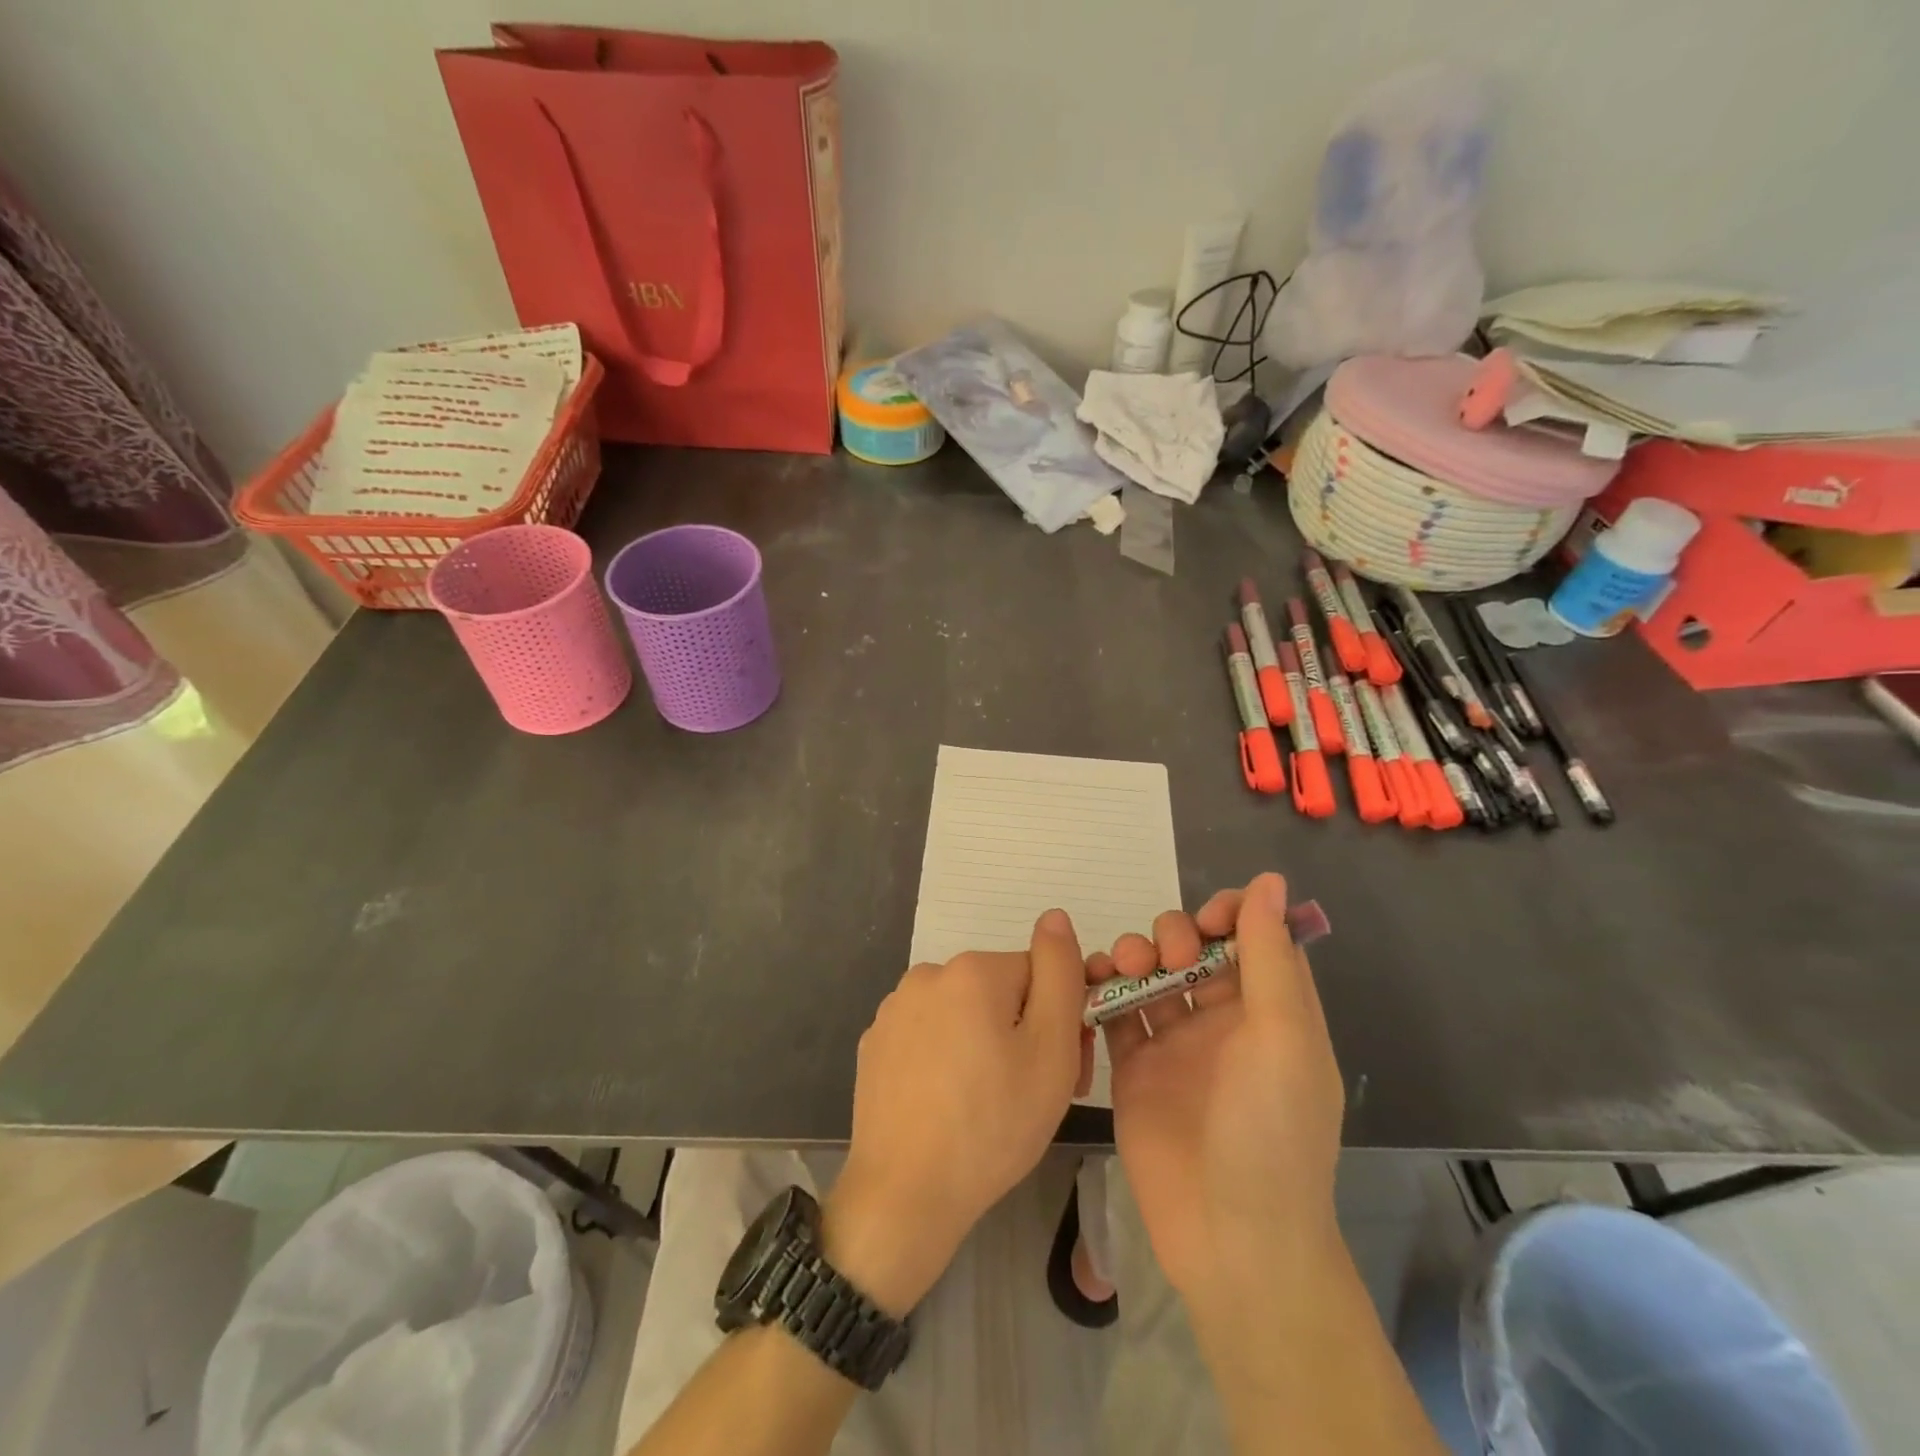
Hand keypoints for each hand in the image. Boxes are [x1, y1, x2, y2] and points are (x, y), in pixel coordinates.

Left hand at [824, 909, 1086, 1315]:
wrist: (905, 1194)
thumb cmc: (993, 1123)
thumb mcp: (1051, 1050)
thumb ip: (1060, 973)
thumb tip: (1055, 916)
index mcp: (973, 970)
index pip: (1039, 975)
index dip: (1061, 1019)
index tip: (1066, 1068)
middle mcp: (928, 975)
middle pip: (1000, 992)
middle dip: (1023, 1032)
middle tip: (1030, 1093)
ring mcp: (895, 1009)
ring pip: (964, 1014)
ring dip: (985, 1044)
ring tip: (988, 1105)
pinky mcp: (876, 1044)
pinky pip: (930, 1037)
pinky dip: (947, 1059)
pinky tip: (948, 1104)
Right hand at [1094, 872, 1344, 1307]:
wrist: (1228, 1237)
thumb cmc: (1269, 1131)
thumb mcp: (1283, 1037)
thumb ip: (1268, 956)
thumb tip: (1268, 880)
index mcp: (1271, 1012)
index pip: (1251, 939)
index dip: (1229, 915)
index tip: (1207, 919)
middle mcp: (1224, 1021)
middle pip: (1193, 950)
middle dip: (1176, 934)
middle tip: (1166, 957)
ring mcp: (1175, 1044)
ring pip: (1151, 974)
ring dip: (1136, 954)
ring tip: (1127, 969)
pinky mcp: (1134, 1067)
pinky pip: (1115, 1011)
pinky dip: (1102, 988)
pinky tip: (1091, 982)